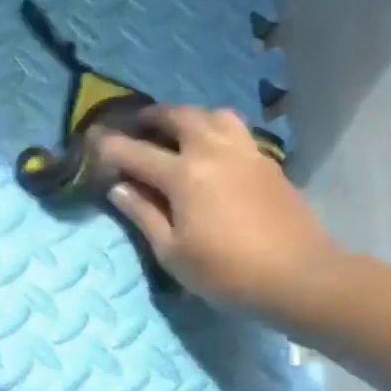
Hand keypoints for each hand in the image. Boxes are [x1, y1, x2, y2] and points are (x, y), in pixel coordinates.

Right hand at [94, 106, 343, 314]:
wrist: (298, 276)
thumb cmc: (225, 271)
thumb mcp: (172, 251)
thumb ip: (143, 214)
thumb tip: (119, 187)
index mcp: (184, 174)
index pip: (135, 152)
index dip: (109, 146)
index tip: (92, 142)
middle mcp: (214, 151)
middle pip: (179, 116)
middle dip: (152, 117)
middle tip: (136, 125)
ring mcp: (245, 152)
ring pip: (213, 114)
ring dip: (189, 116)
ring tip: (176, 131)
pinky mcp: (267, 162)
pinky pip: (235, 130)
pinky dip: (214, 129)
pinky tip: (210, 150)